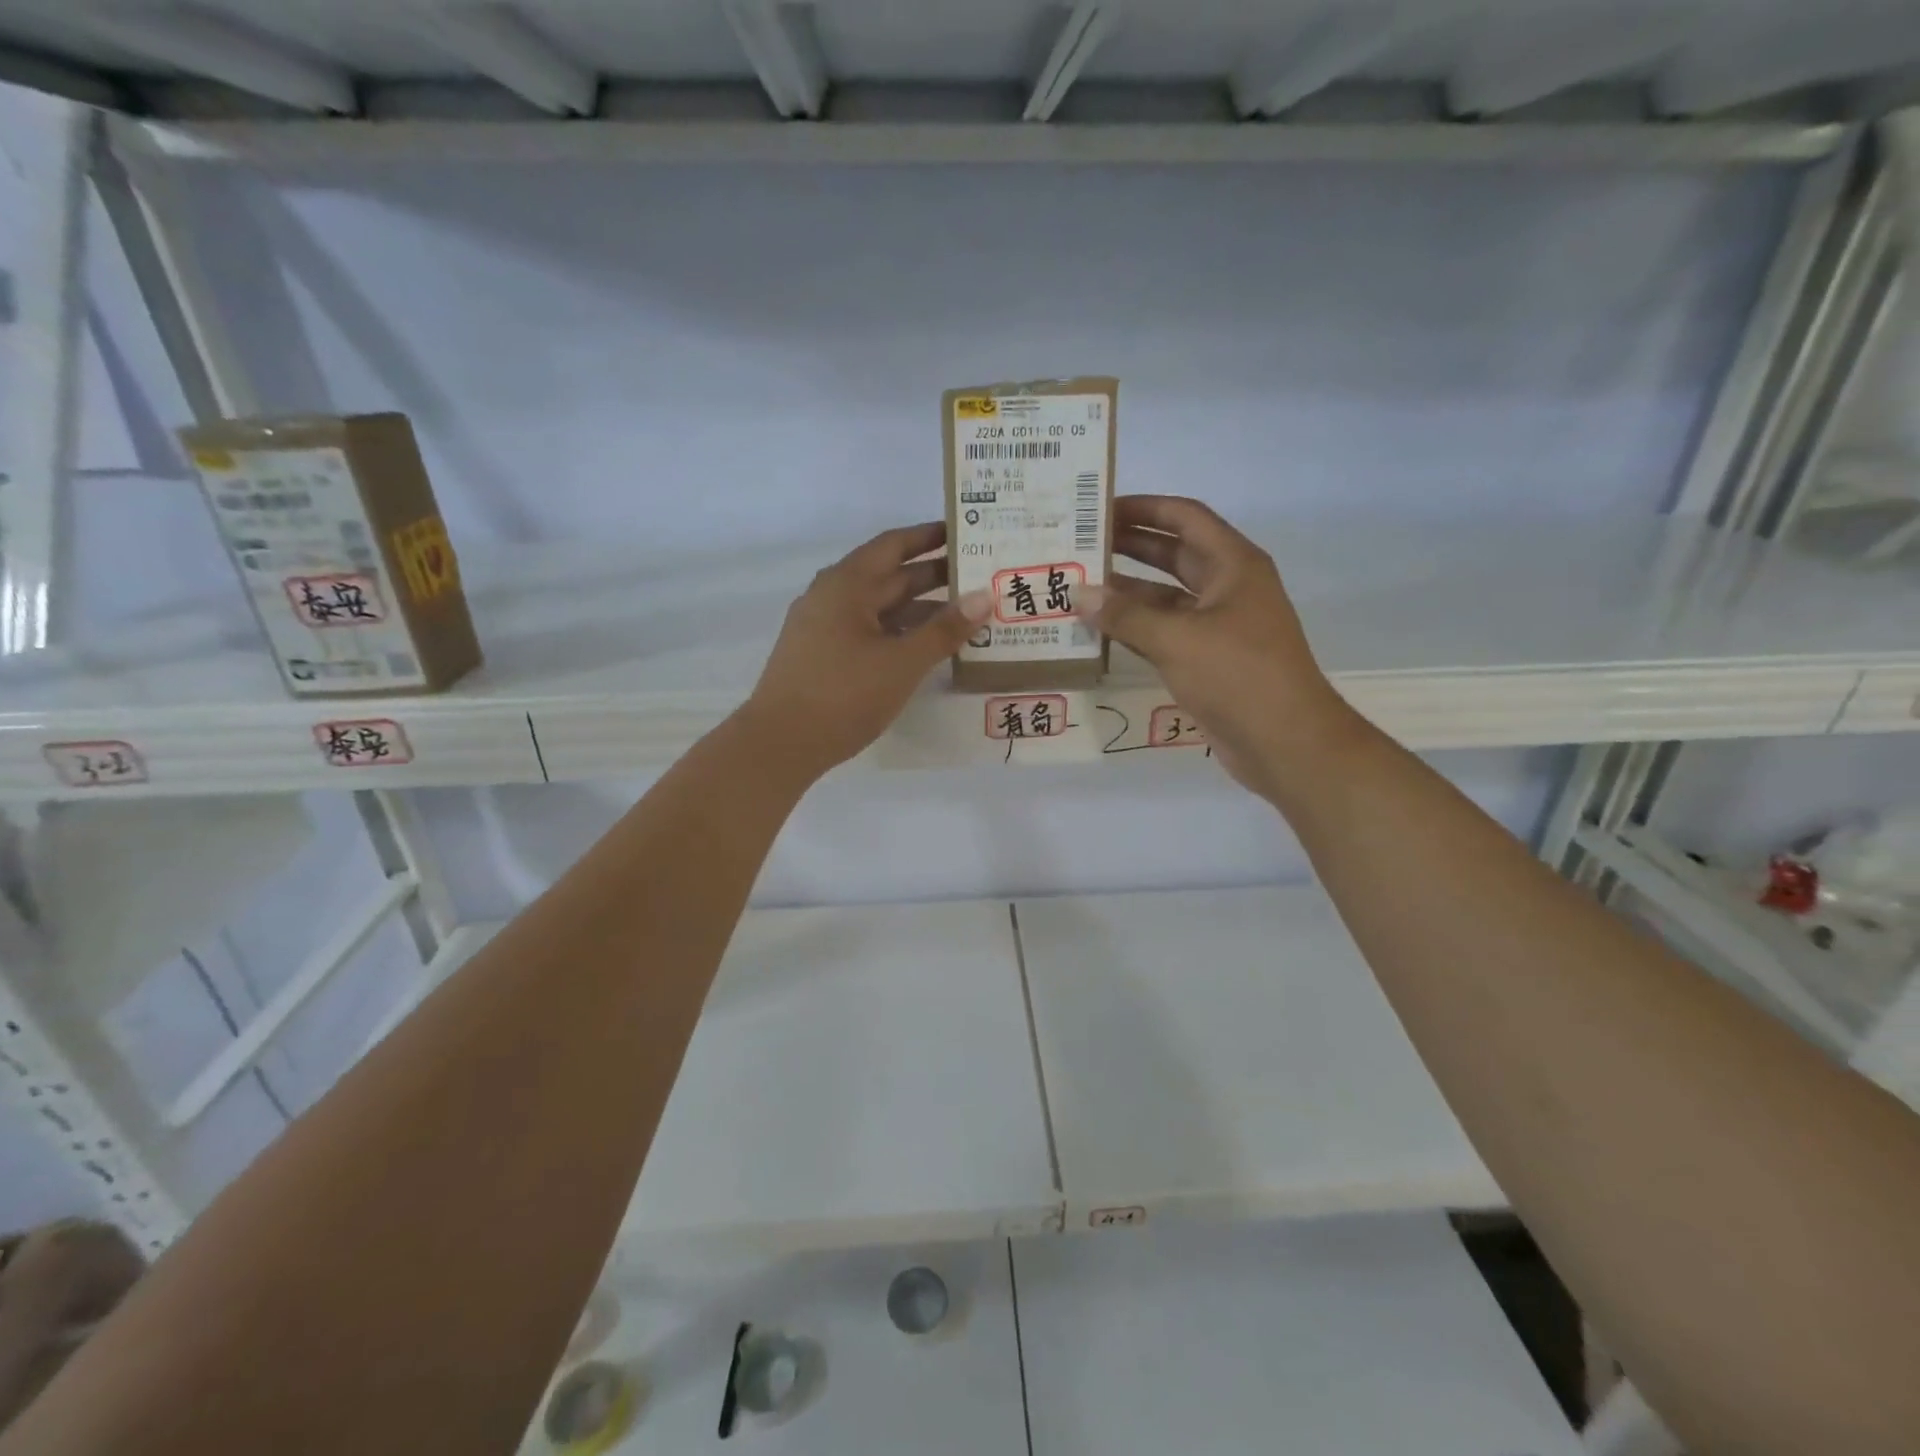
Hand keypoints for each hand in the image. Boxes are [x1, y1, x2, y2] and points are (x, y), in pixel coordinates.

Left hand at [742, 522, 992, 776]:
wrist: (780, 744)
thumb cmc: (843, 694)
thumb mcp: (902, 662)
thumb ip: (945, 630)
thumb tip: (985, 596)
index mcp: (847, 584)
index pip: (894, 545)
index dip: (930, 536)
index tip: (965, 531)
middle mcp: (832, 597)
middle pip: (889, 576)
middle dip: (934, 576)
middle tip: (980, 576)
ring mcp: (824, 628)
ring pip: (880, 608)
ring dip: (920, 610)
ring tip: (966, 615)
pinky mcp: (823, 657)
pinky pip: (869, 632)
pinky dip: (900, 634)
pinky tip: (927, 648)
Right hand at [1078, 496, 1365, 800]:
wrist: (1284, 742)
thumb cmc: (1238, 676)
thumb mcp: (1177, 639)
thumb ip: (1125, 615)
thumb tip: (1079, 594)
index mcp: (1233, 565)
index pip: (1185, 519)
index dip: (1145, 508)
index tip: (1101, 508)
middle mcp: (1227, 588)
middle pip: (1174, 554)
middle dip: (1129, 547)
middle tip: (1080, 544)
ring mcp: (1218, 625)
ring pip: (1166, 597)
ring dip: (1127, 591)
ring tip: (1079, 586)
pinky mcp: (1207, 659)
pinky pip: (1165, 632)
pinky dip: (1135, 628)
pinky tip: (1099, 629)